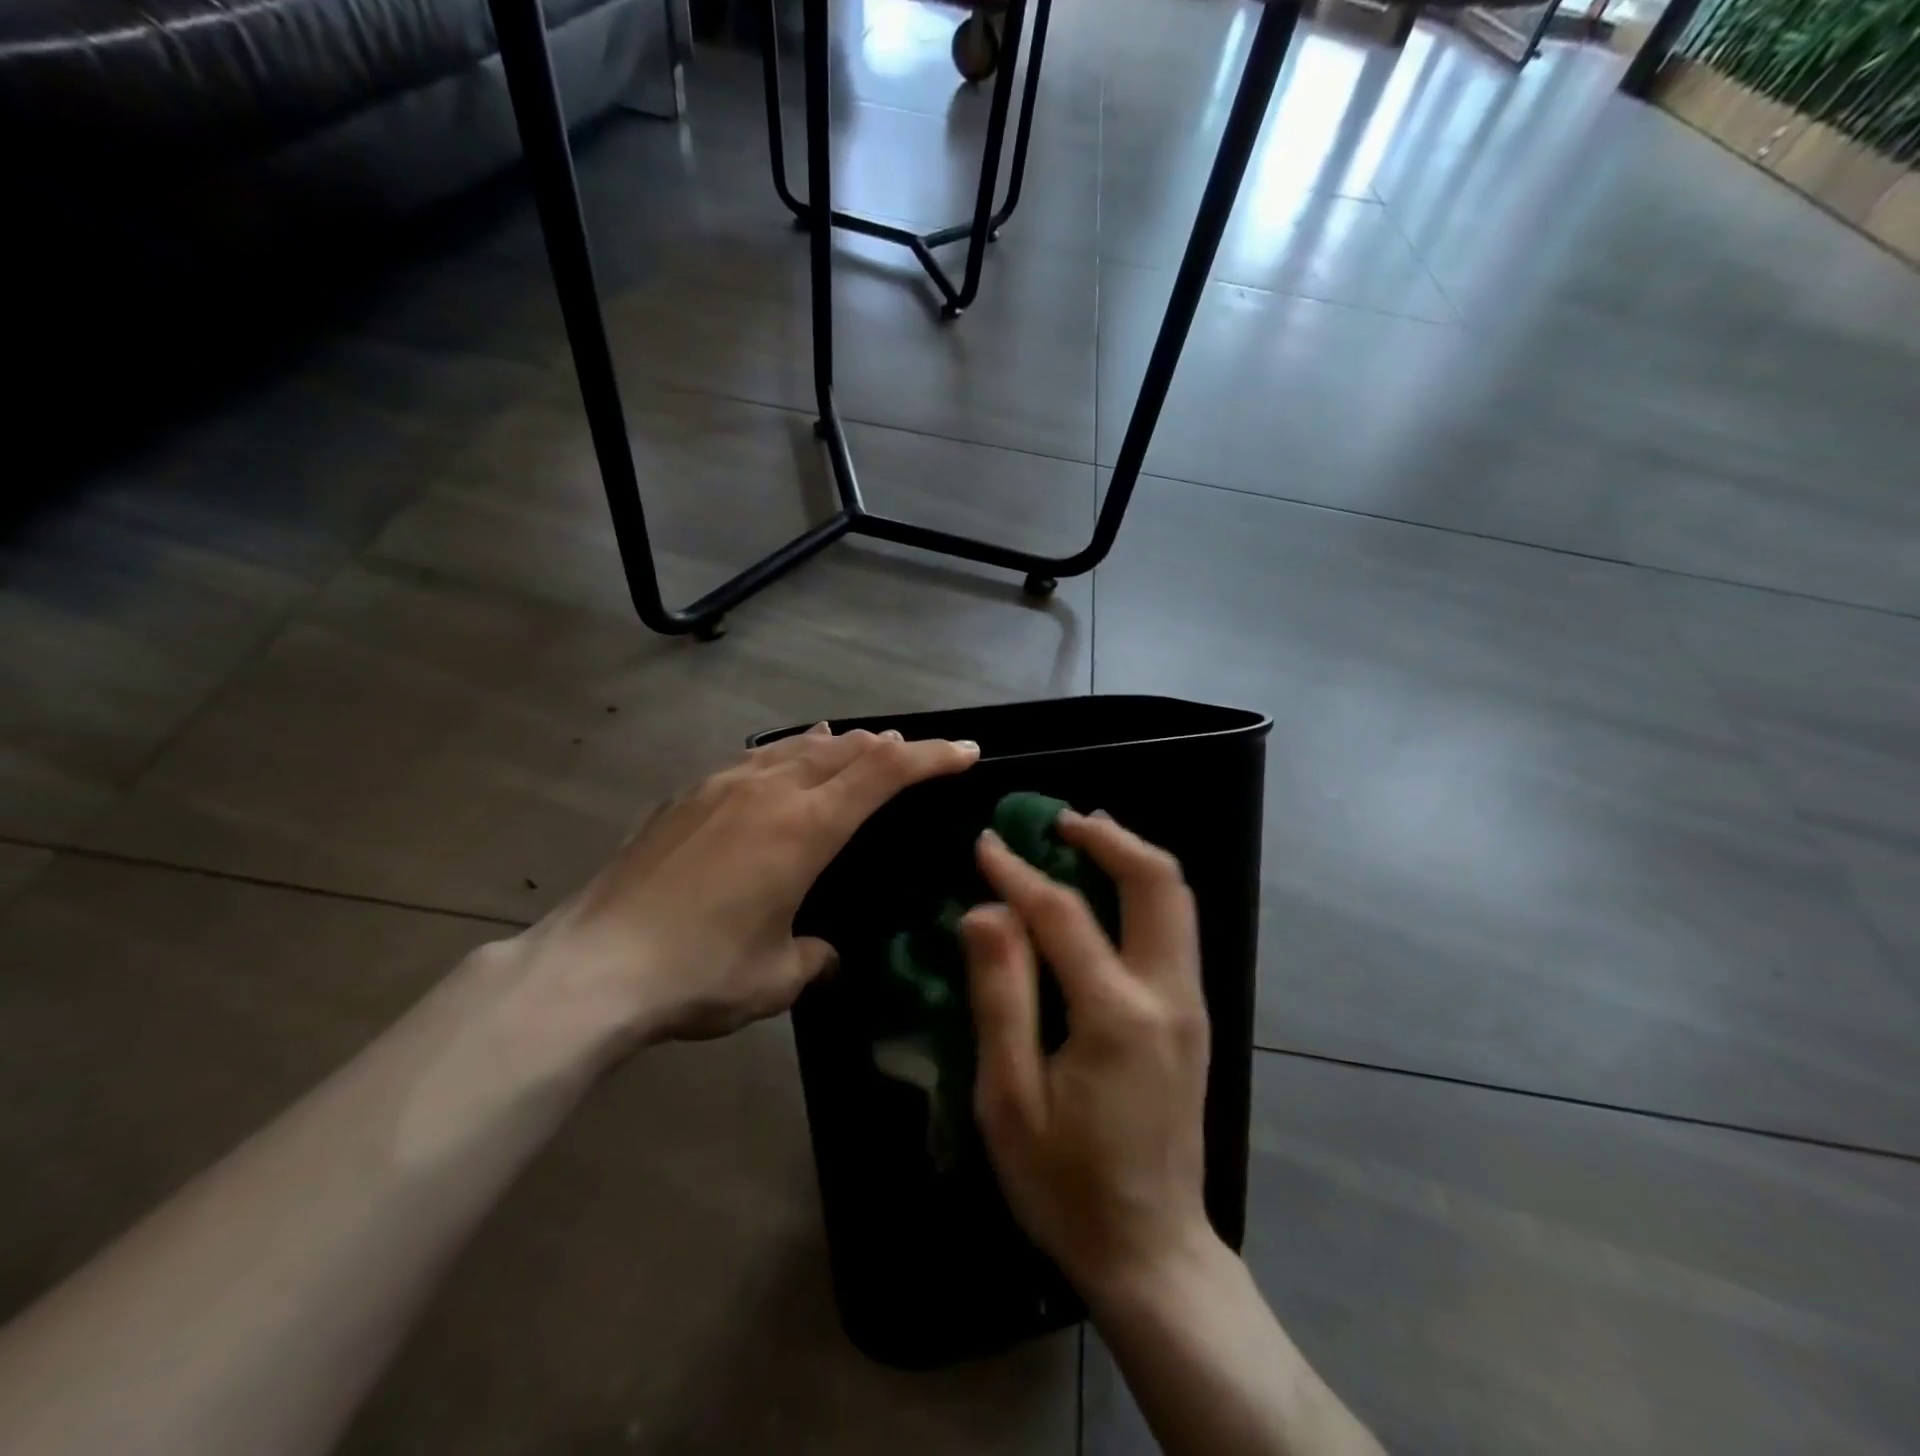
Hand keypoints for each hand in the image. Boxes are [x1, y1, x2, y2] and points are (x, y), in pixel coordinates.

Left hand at [512, 724, 978, 1049]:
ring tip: (861, 744)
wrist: (590, 967)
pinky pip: (754, 759)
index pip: (885, 772)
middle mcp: (768, 791)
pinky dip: (788, 754)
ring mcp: (721, 786)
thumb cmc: (698, 973)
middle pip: (846, 748)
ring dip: (840, 745)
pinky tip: (782, 764)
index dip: (932, 755)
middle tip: (918, 754)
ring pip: (797, 747)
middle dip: (891, 747)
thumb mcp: (776, 977)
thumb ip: (814, 957)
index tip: (966, 751)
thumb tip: (825, 953)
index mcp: (804, 828)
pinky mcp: (686, 796)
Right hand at [961, 811, 1215, 1301]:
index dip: (1018, 872)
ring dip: (1130, 857)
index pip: (1063, 913)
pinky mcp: (1193, 1017)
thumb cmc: (1066, 1185)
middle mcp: (1168, 994)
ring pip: (1176, 899)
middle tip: (1057, 820)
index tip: (985, 843)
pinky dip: (1142, 891)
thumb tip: (986, 910)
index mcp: (1116, 1015)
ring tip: (1081, 838)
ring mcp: (1191, 1004)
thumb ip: (1000, 995)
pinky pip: (1173, 928)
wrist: (1152, 1253)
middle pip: (1157, 882)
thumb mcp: (1010, 1099)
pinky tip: (1105, 893)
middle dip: (1108, 837)